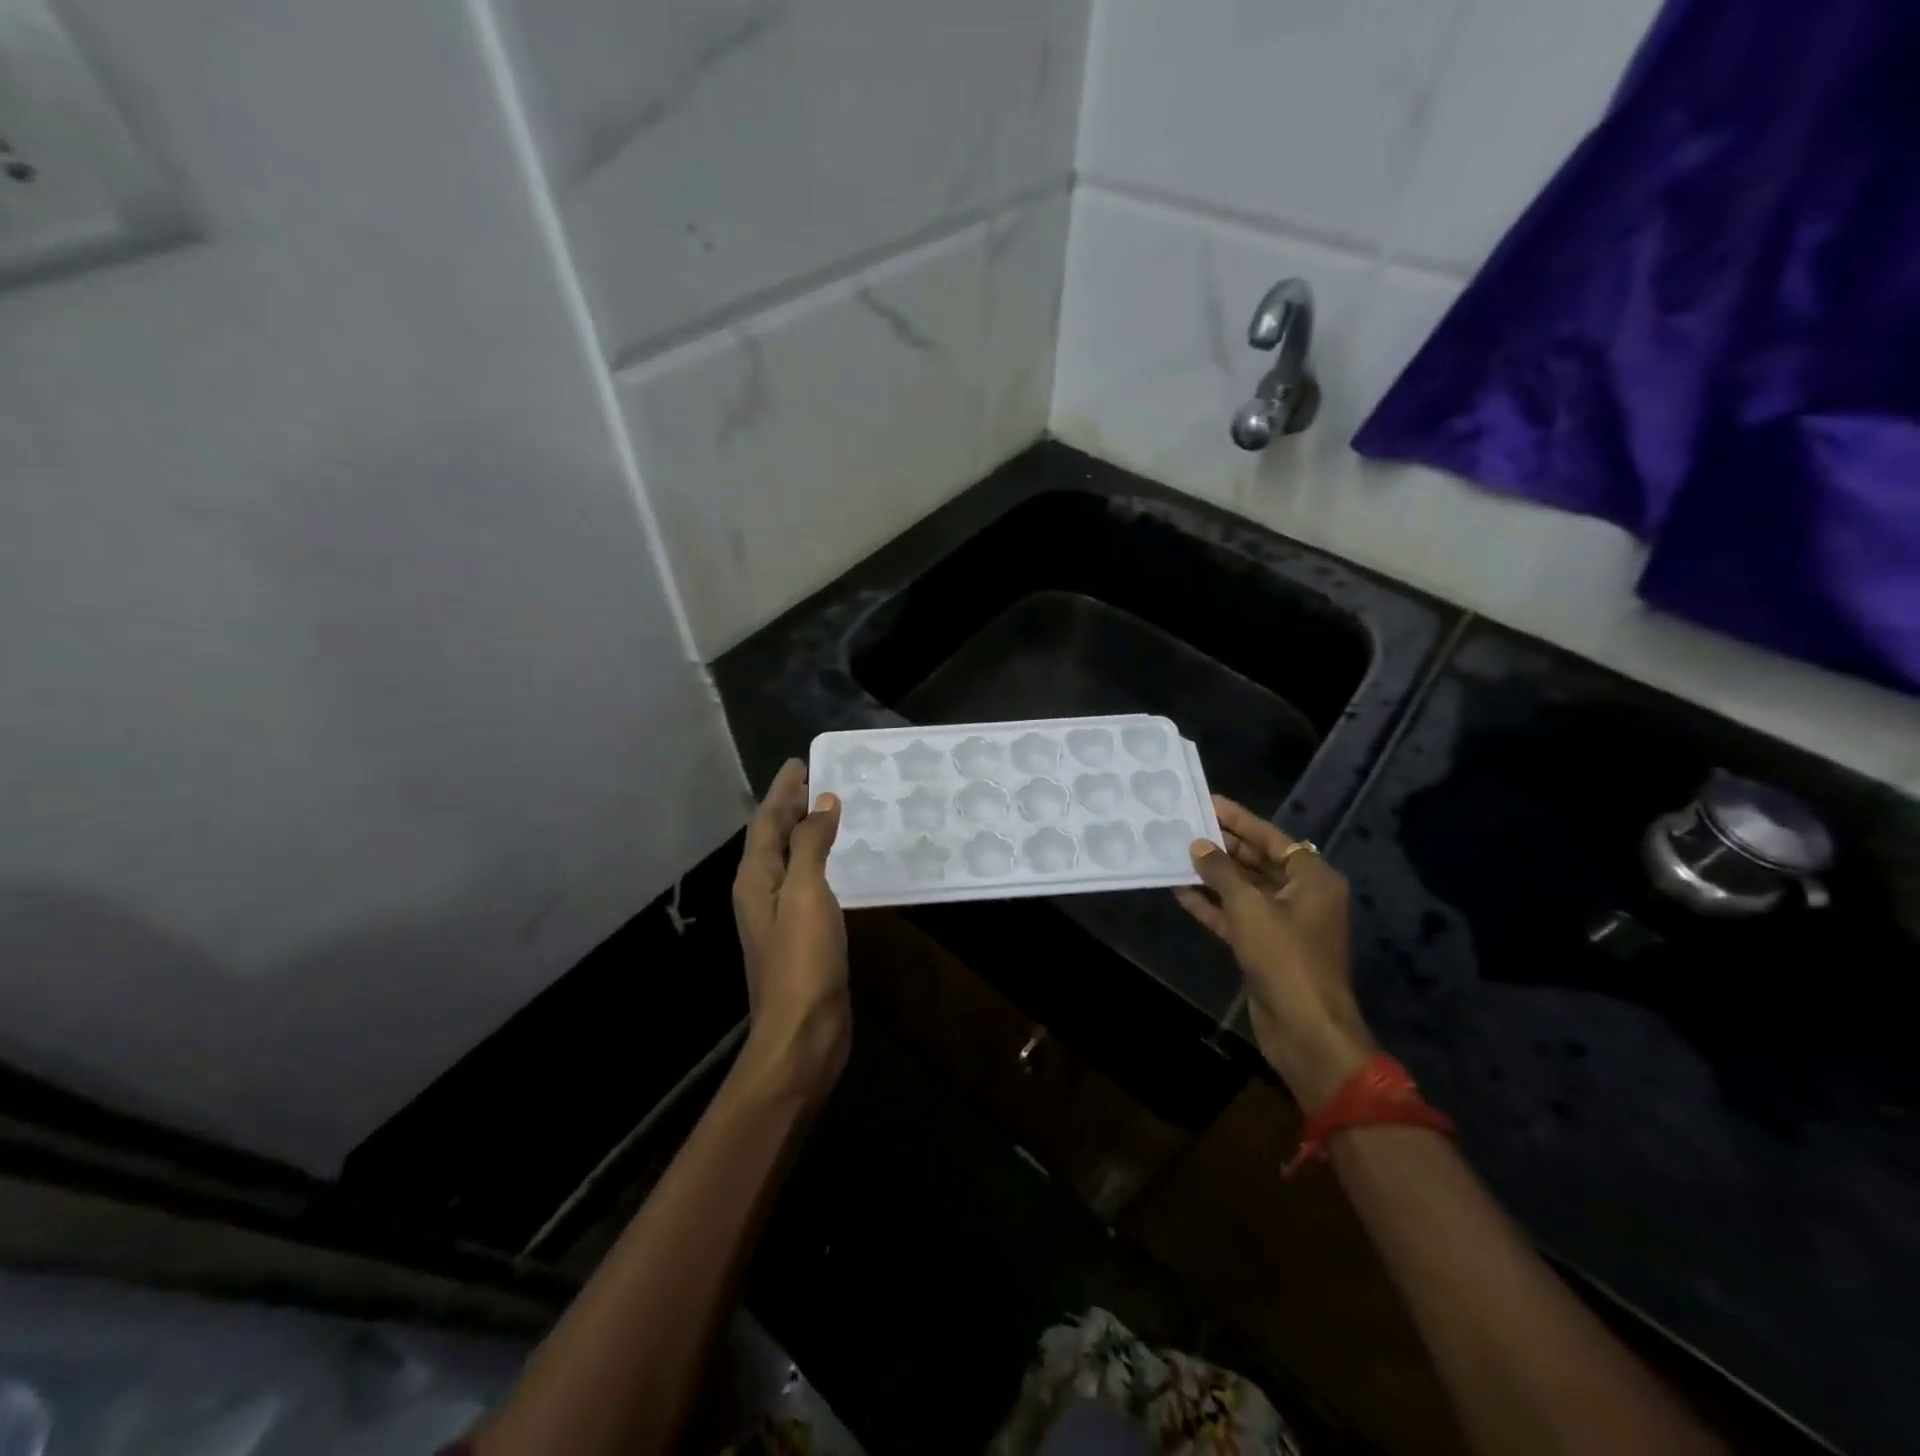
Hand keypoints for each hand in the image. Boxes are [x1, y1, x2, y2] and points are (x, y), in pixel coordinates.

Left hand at [732, 760, 847, 1095]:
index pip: (765, 821)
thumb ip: (811, 845)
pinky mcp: (800, 934)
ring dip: (803, 831)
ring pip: (789, 859)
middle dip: (789, 806)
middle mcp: (760, 892)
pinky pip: (806, 881)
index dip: (782, 791)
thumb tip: (822, 803)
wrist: (802, 1031)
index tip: (798, 763)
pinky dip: (818, 860)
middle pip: (772, 837)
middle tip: (812, 778)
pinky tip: (836, 862)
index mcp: (755, 878)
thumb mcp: (806, 893)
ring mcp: (778, 915)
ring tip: (825, 810)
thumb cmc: (802, 959)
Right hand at [1174, 795, 1375, 1106]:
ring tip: (1177, 853)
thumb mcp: (1249, 907)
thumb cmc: (1284, 956)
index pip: (1272, 838)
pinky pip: (1236, 917)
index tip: (1209, 802)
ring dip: (1213, 875)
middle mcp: (1301, 896)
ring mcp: (1283, 924)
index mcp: (1312, 879)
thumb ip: (1221, 871)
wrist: (1304, 1028)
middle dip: (1223, 846)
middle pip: (1258, 861)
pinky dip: (1212, 905)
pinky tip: (1181, 891)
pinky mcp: (1265, 948)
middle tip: (1186, 825)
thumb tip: (1198, 845)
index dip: (1240, 820)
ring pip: (1244, 889)